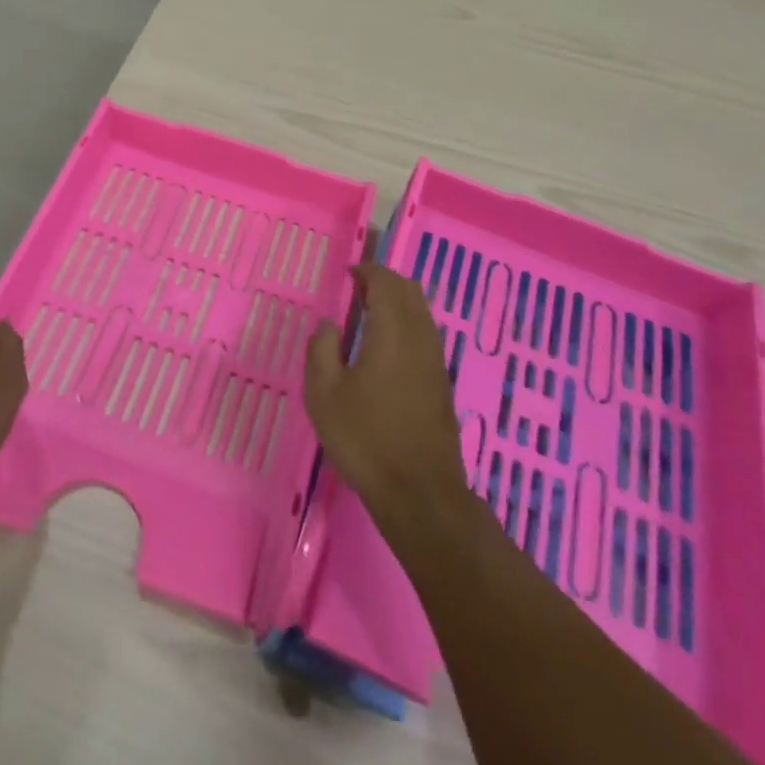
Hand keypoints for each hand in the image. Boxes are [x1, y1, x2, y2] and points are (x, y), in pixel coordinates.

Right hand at [305, 264, 465, 541]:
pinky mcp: (442, 382)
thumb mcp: (324, 393)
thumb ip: (322, 349)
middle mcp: (420, 336)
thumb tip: (330, 324)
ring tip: (371, 313)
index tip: (349, 274)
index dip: (368, 271)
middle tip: (358, 288)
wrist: (419, 493)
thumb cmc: (365, 438)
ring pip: (422, 312)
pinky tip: (388, 346)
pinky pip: (426, 334)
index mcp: (392, 330)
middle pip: (410, 291)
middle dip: (386, 281)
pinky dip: (408, 324)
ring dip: (399, 302)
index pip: (386, 282)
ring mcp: (436, 360)